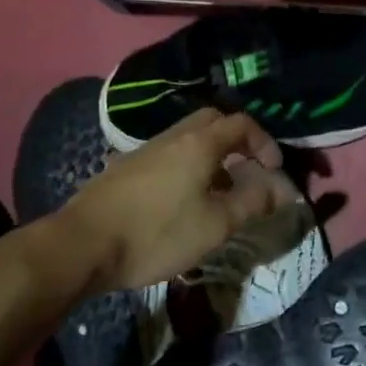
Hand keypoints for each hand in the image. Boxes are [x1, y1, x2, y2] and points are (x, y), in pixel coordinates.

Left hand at [48, 109, 283, 292]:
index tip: (273, 170)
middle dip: (237, 142)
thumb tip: (284, 188)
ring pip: (188, 138)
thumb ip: (253, 202)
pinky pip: (168, 154)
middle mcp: (173, 136)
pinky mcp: (125, 168)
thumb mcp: (215, 224)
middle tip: (247, 171)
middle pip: (213, 121)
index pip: (242, 124)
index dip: (265, 142)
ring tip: (217, 192)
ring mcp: (145, 150)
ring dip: (211, 156)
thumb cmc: (156, 233)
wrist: (82, 244)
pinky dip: (187, 166)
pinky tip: (181, 201)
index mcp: (200, 143)